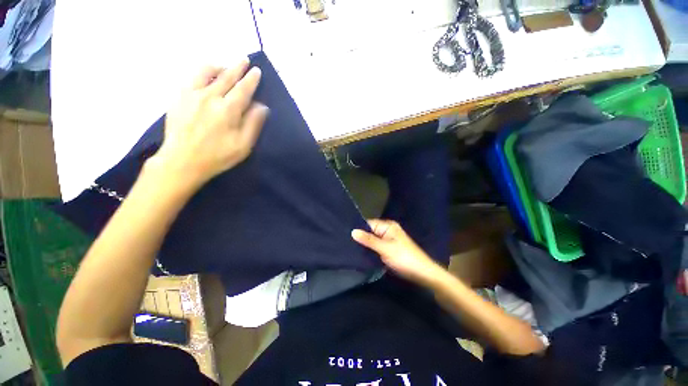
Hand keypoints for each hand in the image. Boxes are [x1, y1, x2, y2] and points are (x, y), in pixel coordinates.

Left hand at [150, 59, 267, 188]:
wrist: (182, 161)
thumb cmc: (217, 156)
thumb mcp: (243, 145)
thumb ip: (253, 124)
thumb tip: (261, 106)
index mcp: (228, 110)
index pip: (243, 89)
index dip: (251, 79)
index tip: (257, 71)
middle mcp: (210, 97)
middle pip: (227, 77)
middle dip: (238, 67)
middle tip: (245, 60)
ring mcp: (191, 95)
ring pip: (207, 72)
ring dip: (219, 67)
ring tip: (225, 67)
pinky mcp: (179, 97)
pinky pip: (192, 77)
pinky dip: (202, 73)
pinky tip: (207, 76)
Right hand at [352, 219, 445, 286]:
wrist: (422, 273)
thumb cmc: (404, 258)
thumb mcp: (385, 248)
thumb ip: (368, 240)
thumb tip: (352, 231)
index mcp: (388, 226)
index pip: (368, 224)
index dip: (358, 229)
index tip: (344, 234)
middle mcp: (387, 230)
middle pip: (370, 232)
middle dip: (360, 237)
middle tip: (345, 243)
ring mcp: (388, 240)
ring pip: (372, 240)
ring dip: (364, 244)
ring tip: (349, 248)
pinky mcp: (388, 249)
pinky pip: (376, 247)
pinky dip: (370, 250)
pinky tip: (360, 254)